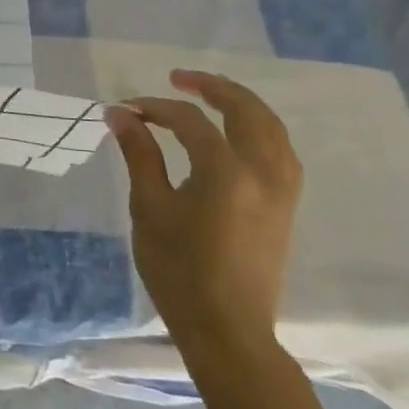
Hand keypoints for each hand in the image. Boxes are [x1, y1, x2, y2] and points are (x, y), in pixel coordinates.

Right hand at [108, 70, 302, 357]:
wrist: (227, 330)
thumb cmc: (179, 271)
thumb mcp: (149, 208)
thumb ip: (140, 155)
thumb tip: (121, 114)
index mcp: (226, 173)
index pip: (190, 121)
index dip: (156, 108)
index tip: (126, 110)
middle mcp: (263, 173)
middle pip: (246, 111)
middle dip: (212, 87)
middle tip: (178, 79)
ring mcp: (282, 190)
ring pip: (271, 128)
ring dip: (241, 104)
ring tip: (209, 96)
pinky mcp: (287, 206)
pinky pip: (280, 149)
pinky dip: (258, 128)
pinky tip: (236, 133)